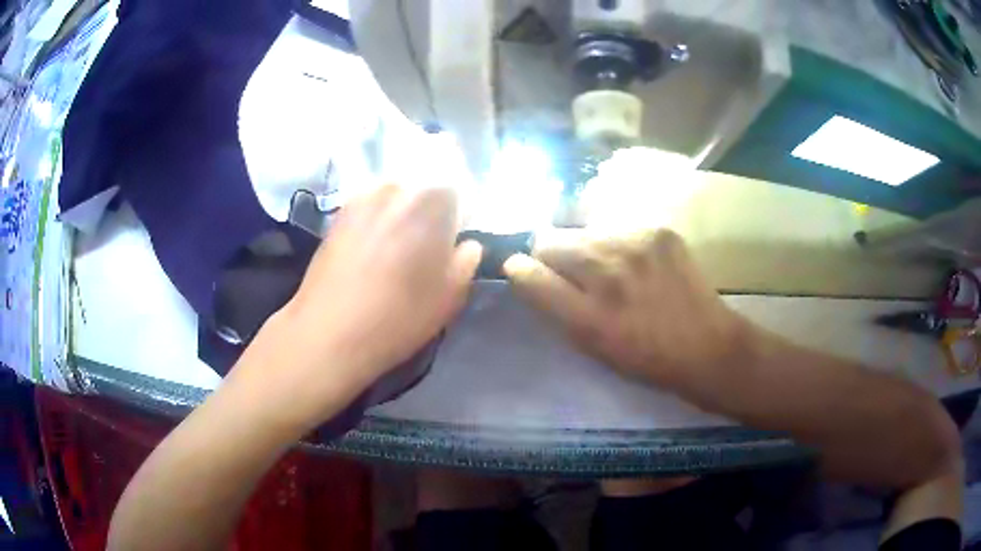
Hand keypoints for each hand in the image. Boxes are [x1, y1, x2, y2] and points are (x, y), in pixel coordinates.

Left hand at [236, 184, 481, 428]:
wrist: (327, 334)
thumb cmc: (395, 319)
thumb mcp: (447, 299)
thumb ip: (466, 263)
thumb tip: (467, 244)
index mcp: (428, 205)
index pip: (455, 191)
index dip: (457, 216)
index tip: (453, 242)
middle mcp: (393, 190)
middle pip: (422, 190)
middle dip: (429, 213)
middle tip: (426, 248)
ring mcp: (361, 200)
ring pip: (393, 197)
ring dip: (401, 216)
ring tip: (396, 251)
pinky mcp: (337, 216)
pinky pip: (368, 208)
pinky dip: (376, 221)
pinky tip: (371, 251)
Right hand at [503, 229, 751, 388]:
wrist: (706, 345)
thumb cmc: (645, 359)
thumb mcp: (592, 348)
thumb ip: (556, 309)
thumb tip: (530, 273)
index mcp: (587, 318)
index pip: (528, 275)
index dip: (519, 270)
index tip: (522, 270)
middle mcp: (607, 275)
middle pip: (549, 239)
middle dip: (550, 254)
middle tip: (571, 271)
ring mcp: (635, 246)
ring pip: (583, 230)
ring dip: (585, 247)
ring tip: (609, 267)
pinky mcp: (658, 231)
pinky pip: (617, 227)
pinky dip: (617, 243)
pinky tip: (636, 262)